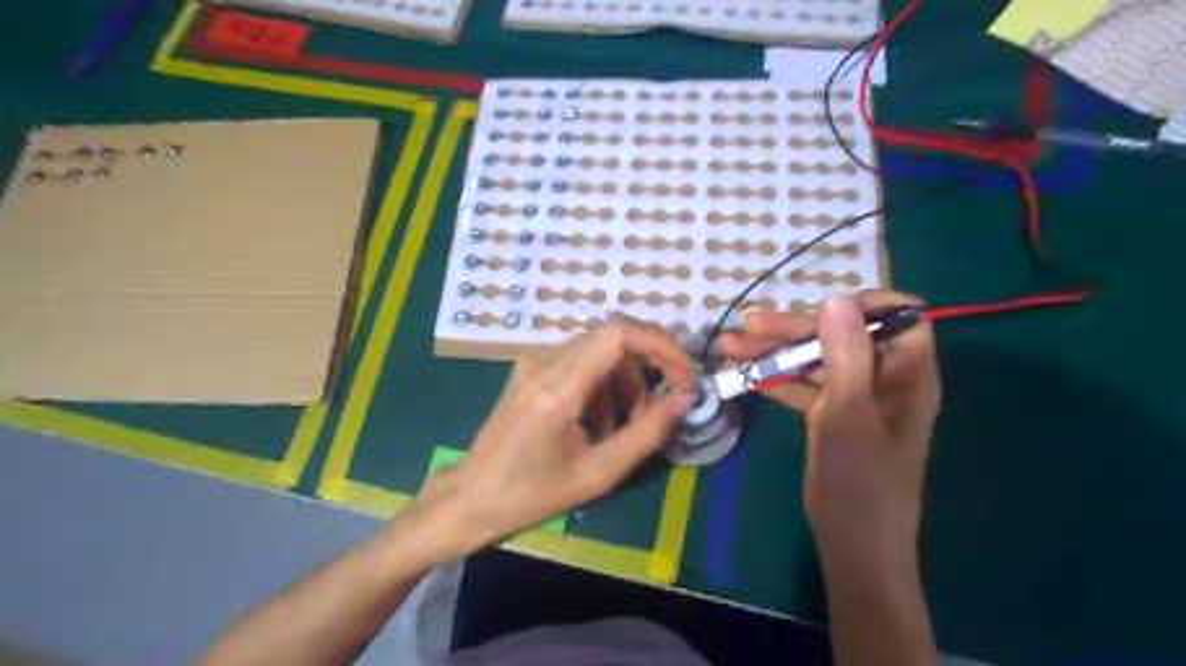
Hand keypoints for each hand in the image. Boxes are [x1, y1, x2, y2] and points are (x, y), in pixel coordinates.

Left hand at [418, 315, 696, 553]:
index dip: (660, 344)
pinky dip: (603, 385)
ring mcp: (534, 362)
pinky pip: (580, 362)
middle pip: (613, 337)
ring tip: (627, 426)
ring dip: (625, 381)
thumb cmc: (531, 494)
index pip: (618, 333)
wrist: (470, 497)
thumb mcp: (597, 473)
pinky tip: (600, 423)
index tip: (683, 374)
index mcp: (558, 387)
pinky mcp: (531, 369)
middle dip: (648, 366)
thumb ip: (646, 433)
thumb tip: (683, 399)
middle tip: (664, 404)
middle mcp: (544, 361)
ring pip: (599, 350)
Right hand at [717, 290, 939, 569]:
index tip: (817, 306)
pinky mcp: (831, 414)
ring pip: (814, 359)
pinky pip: (803, 385)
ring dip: (774, 352)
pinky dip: (775, 379)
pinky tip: (743, 375)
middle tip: (746, 326)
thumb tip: (835, 297)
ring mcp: (854, 396)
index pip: (897, 317)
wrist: (852, 542)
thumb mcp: (849, 414)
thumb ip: (845, 355)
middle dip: (792, 329)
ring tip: (730, 346)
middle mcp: (882, 378)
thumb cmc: (861, 480)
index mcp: (906, 373)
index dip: (861, 304)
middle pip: (839, 335)